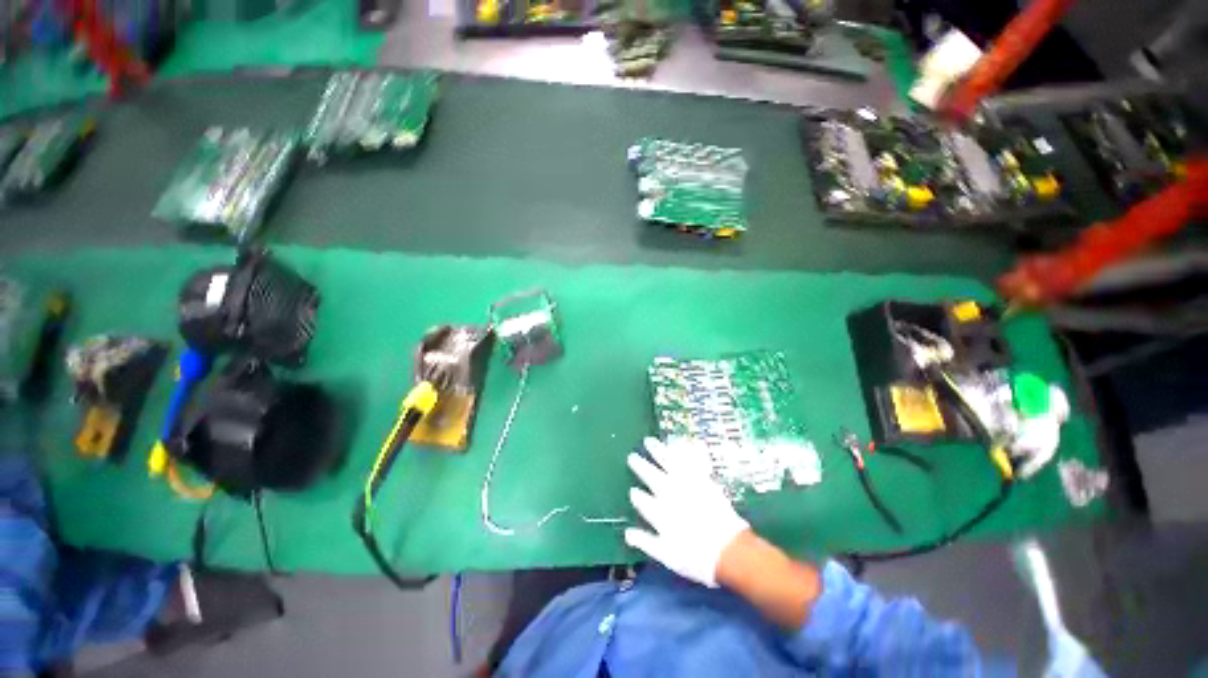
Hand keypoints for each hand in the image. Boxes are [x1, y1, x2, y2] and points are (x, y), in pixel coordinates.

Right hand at [625, 437, 749, 586]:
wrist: (728, 550)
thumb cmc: (697, 558)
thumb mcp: (667, 556)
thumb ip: (646, 542)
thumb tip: (627, 533)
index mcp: (659, 513)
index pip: (642, 500)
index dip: (636, 495)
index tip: (633, 490)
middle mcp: (669, 494)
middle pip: (651, 476)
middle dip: (640, 466)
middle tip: (632, 456)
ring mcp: (686, 485)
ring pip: (668, 463)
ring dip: (657, 451)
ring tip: (649, 441)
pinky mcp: (702, 480)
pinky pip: (690, 461)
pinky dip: (684, 450)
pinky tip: (679, 441)